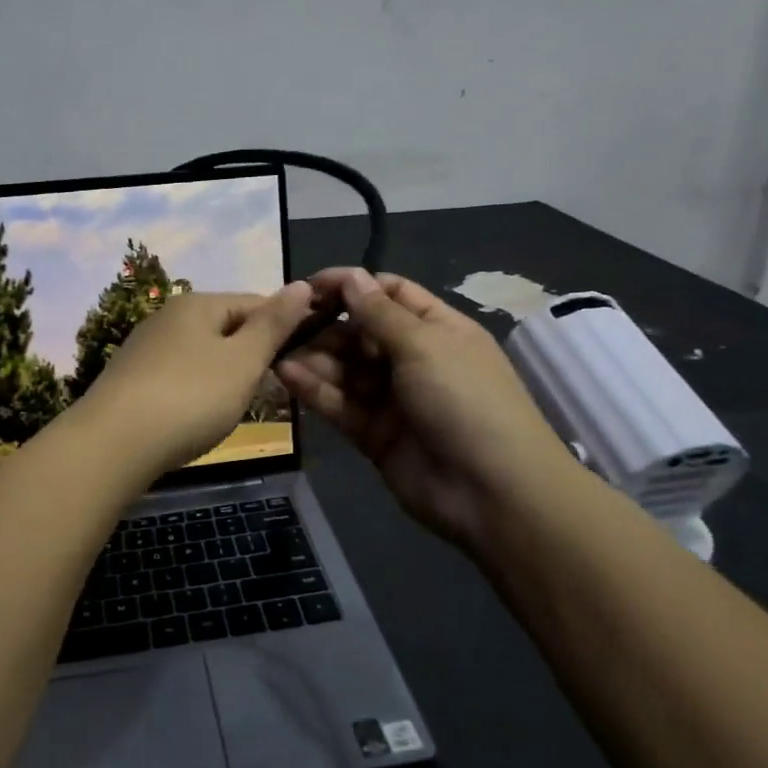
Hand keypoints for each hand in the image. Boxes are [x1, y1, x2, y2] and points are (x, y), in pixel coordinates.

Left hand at [81, 283, 316, 480]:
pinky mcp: (132, 380)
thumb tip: (303, 285)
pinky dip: (198, 392)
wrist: (112, 445)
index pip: (255, 302)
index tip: (303, 359)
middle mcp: (168, 316)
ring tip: (239, 406)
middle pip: (227, 328)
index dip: (285, 327)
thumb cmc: (190, 398)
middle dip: (253, 354)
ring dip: (226, 375)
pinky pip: (180, 376)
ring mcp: (145, 348)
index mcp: (197, 304)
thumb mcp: (243, 361)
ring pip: (203, 354)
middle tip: (272, 389)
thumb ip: (274, 325)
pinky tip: (200, 417)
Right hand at [275, 268, 575, 552]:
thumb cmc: (464, 400)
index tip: (308, 287)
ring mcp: (393, 398)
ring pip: (345, 369)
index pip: (389, 294)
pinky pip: (340, 403)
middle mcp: (414, 359)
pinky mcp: (374, 433)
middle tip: (283, 324)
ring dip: (314, 357)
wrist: (491, 492)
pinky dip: (315, 389)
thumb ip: (379, 313)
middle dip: (324, 325)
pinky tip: (287, 374)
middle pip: (360, 332)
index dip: (351, 286)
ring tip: (276, 350)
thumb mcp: (424, 345)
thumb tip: (351, 276)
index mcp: (437, 329)